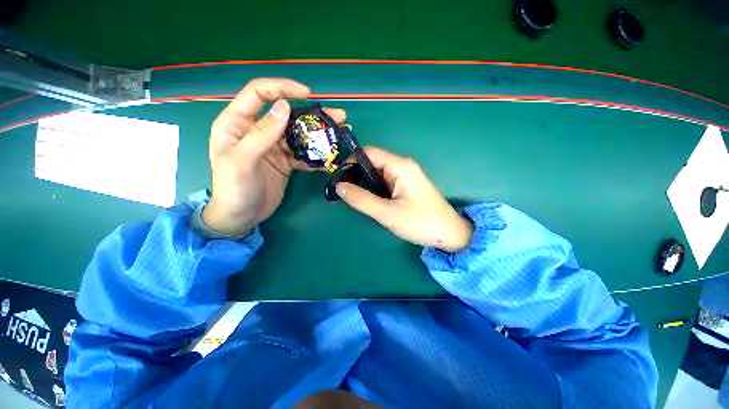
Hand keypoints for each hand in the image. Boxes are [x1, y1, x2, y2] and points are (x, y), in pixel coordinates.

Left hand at [202, 78, 344, 235]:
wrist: (241, 217)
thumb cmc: (233, 189)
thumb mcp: (241, 160)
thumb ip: (261, 134)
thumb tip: (285, 106)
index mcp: (237, 123)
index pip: (259, 93)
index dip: (282, 87)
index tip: (307, 94)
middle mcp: (257, 131)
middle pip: (287, 114)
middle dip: (312, 114)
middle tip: (338, 115)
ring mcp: (274, 147)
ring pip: (298, 134)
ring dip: (318, 134)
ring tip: (340, 132)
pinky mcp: (285, 161)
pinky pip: (303, 153)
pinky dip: (316, 155)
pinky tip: (330, 156)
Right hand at [336, 147, 472, 251]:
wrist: (449, 234)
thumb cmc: (420, 222)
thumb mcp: (387, 213)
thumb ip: (361, 199)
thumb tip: (339, 187)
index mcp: (399, 166)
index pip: (369, 152)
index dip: (351, 161)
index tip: (338, 177)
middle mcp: (402, 166)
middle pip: (372, 162)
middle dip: (355, 173)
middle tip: (342, 190)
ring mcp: (405, 176)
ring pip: (378, 173)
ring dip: (364, 182)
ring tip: (351, 196)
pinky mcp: (406, 186)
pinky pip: (385, 182)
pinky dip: (373, 188)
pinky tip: (368, 199)